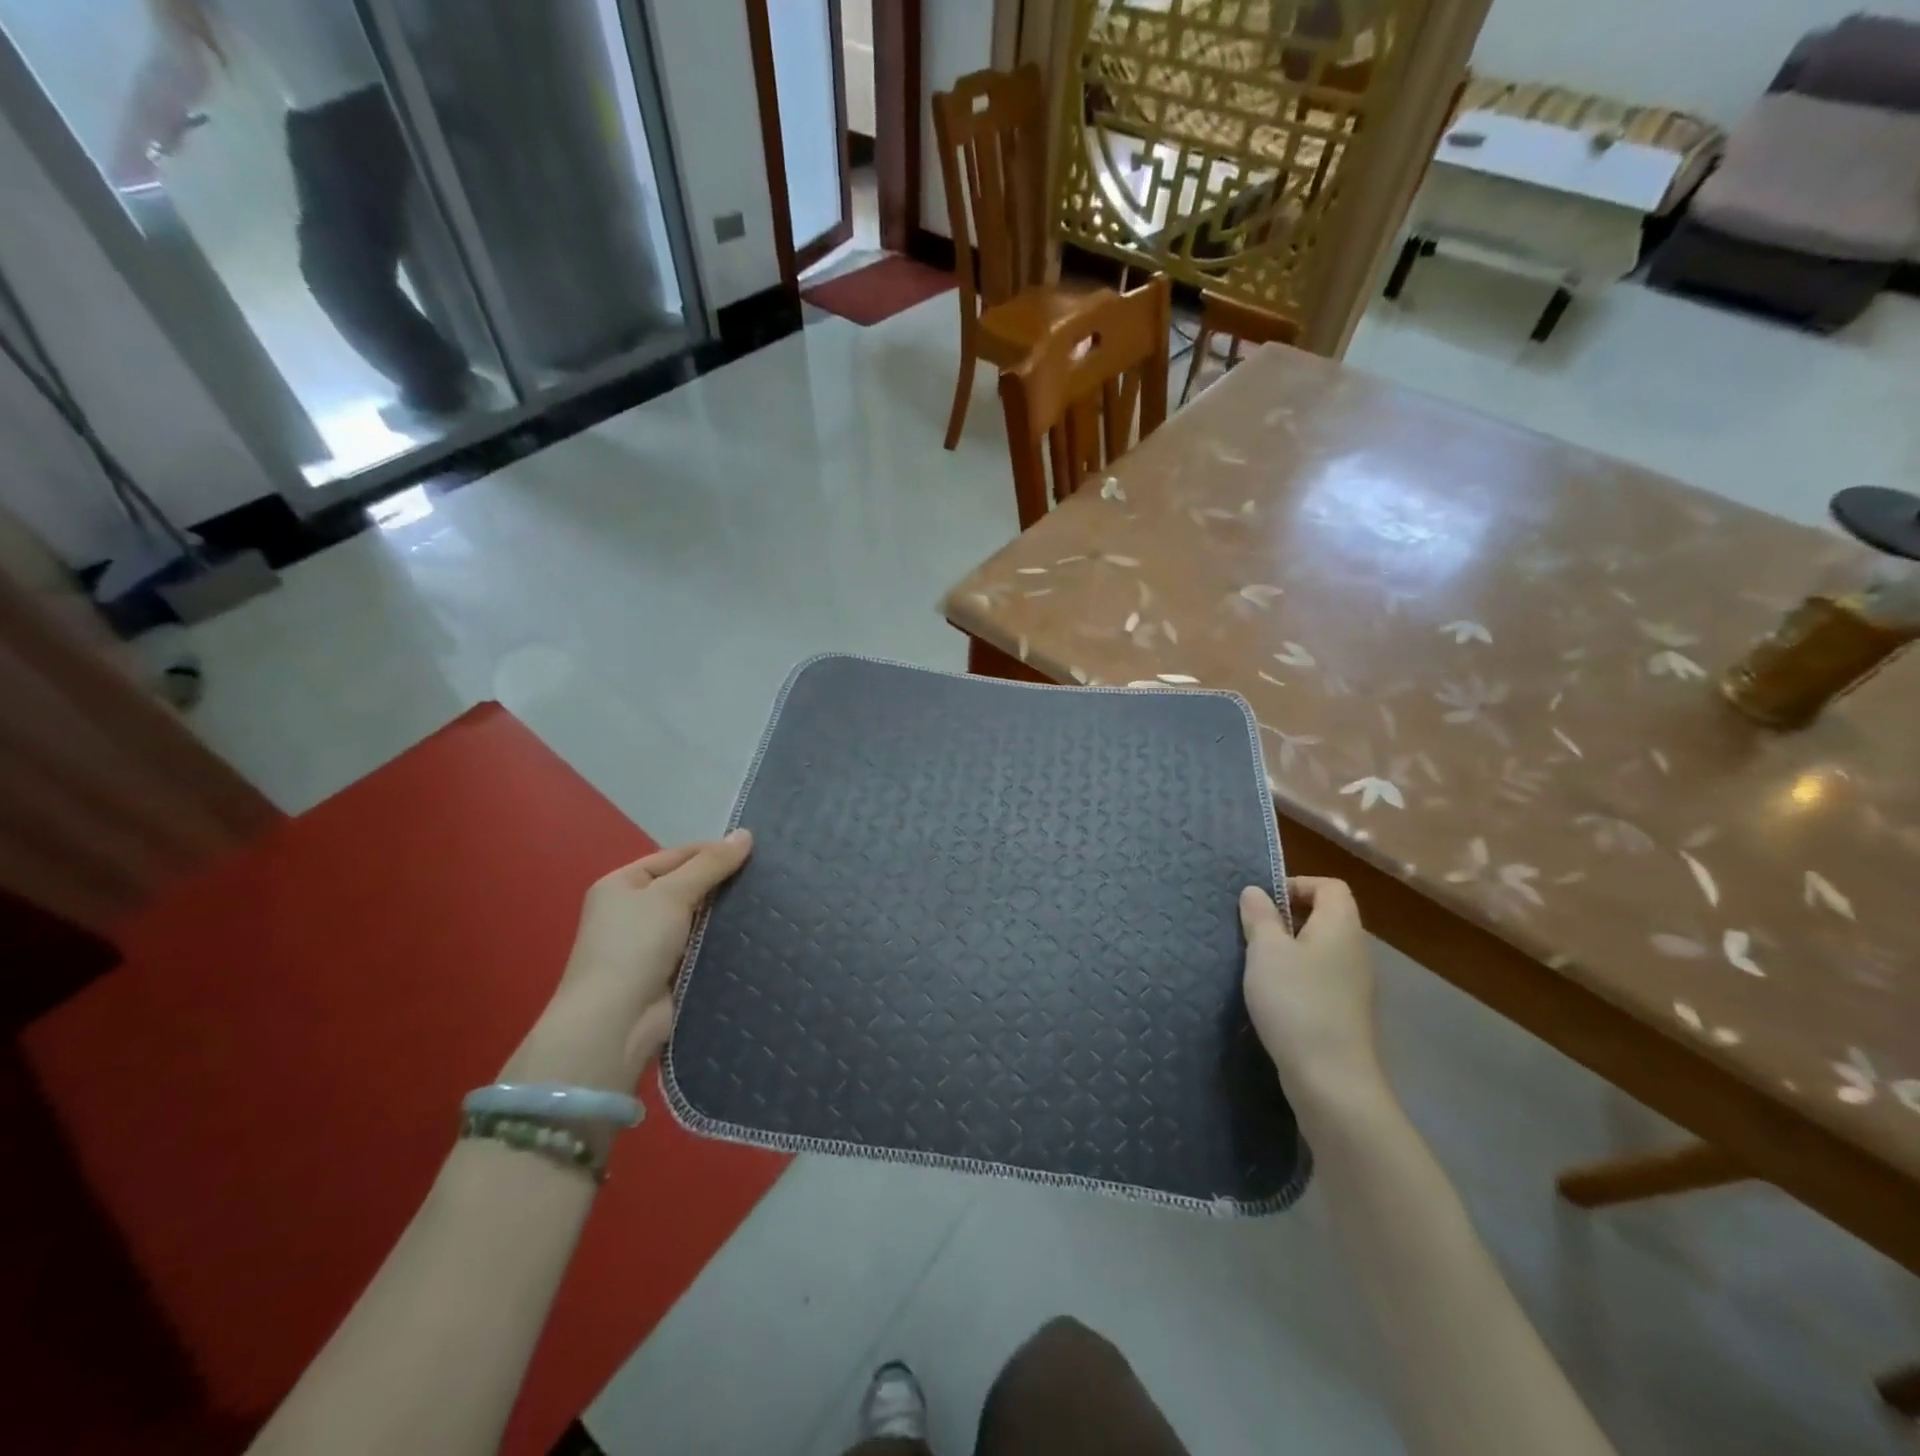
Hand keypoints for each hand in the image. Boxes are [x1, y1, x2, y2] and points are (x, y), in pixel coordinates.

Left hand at [502, 831, 752, 1091]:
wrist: (615, 1022)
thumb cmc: (635, 946)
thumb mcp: (672, 894)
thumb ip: (710, 864)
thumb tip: (746, 833)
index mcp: (622, 884)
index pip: (675, 856)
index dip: (712, 851)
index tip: (755, 851)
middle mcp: (633, 911)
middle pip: (687, 886)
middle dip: (722, 882)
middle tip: (767, 875)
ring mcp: (649, 944)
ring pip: (697, 918)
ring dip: (725, 913)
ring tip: (769, 900)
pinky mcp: (668, 972)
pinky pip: (701, 946)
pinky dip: (722, 940)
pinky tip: (754, 933)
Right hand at [1240, 877, 1380, 1103]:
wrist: (1332, 1080)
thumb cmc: (1297, 1002)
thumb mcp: (1267, 951)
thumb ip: (1260, 917)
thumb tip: (1256, 892)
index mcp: (1341, 926)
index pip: (1330, 886)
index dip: (1297, 884)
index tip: (1263, 904)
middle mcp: (1355, 950)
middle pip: (1326, 916)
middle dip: (1287, 918)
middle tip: (1253, 933)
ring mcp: (1354, 985)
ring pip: (1321, 950)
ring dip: (1289, 950)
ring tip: (1257, 965)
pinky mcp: (1346, 1014)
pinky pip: (1321, 979)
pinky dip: (1297, 978)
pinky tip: (1273, 998)